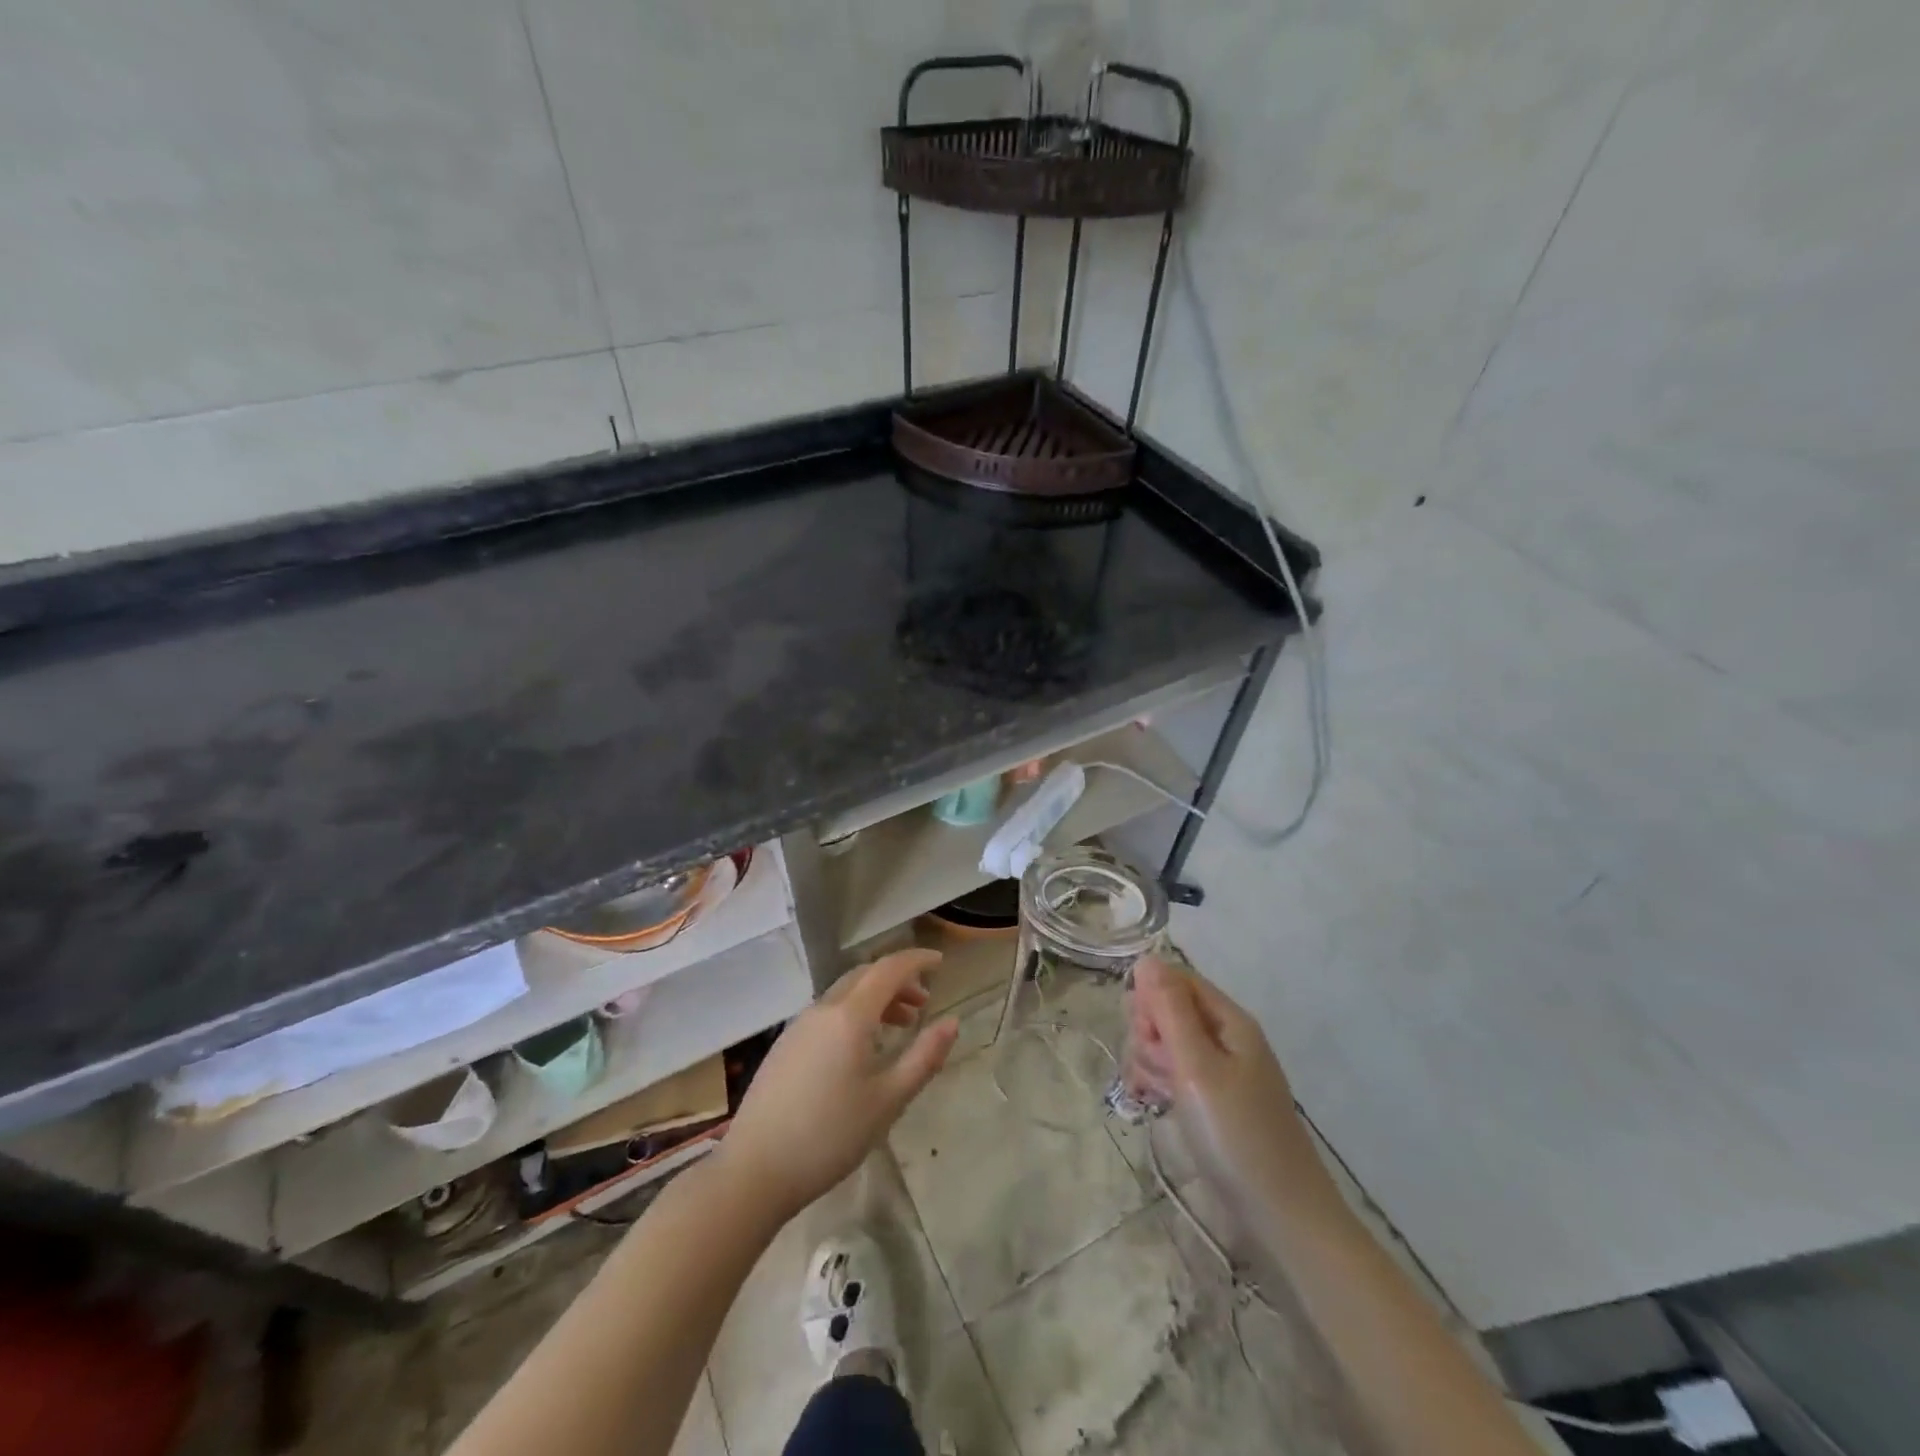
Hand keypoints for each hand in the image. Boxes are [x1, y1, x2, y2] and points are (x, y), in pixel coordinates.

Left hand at [719, 949, 958, 1221]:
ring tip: (899, 1025)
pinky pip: (828, 1012)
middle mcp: (822, 1009)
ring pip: (844, 994)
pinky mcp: (784, 1045)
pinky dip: (854, 1014)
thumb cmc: (829, 1135)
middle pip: (865, 976)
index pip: (889, 969)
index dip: (917, 960)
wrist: (754, 1170)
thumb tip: (952, 1022)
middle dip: (897, 980)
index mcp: (850, 1016)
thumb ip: (924, 1058)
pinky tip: (861, 1049)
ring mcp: (798, 1026)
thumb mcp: (888, 1100)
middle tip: (924, 1002)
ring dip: (876, 998)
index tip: (940, 961)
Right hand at [1127, 956, 1319, 1203]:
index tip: (1143, 1032)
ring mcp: (1218, 1070)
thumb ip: (1169, 1011)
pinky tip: (1153, 1103)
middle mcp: (1224, 1037)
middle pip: (1167, 1009)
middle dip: (1148, 1033)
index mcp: (1229, 1020)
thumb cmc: (1237, 1135)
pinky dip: (1158, 1082)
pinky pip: (1172, 1072)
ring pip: (1164, 1042)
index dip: (1150, 998)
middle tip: (1158, 1069)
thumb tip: (1146, 959)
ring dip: (1149, 1061)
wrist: (1281, 1217)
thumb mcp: (1197, 1067)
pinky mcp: (1210, 1099)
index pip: (1175, 979)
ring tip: (1156, 1094)